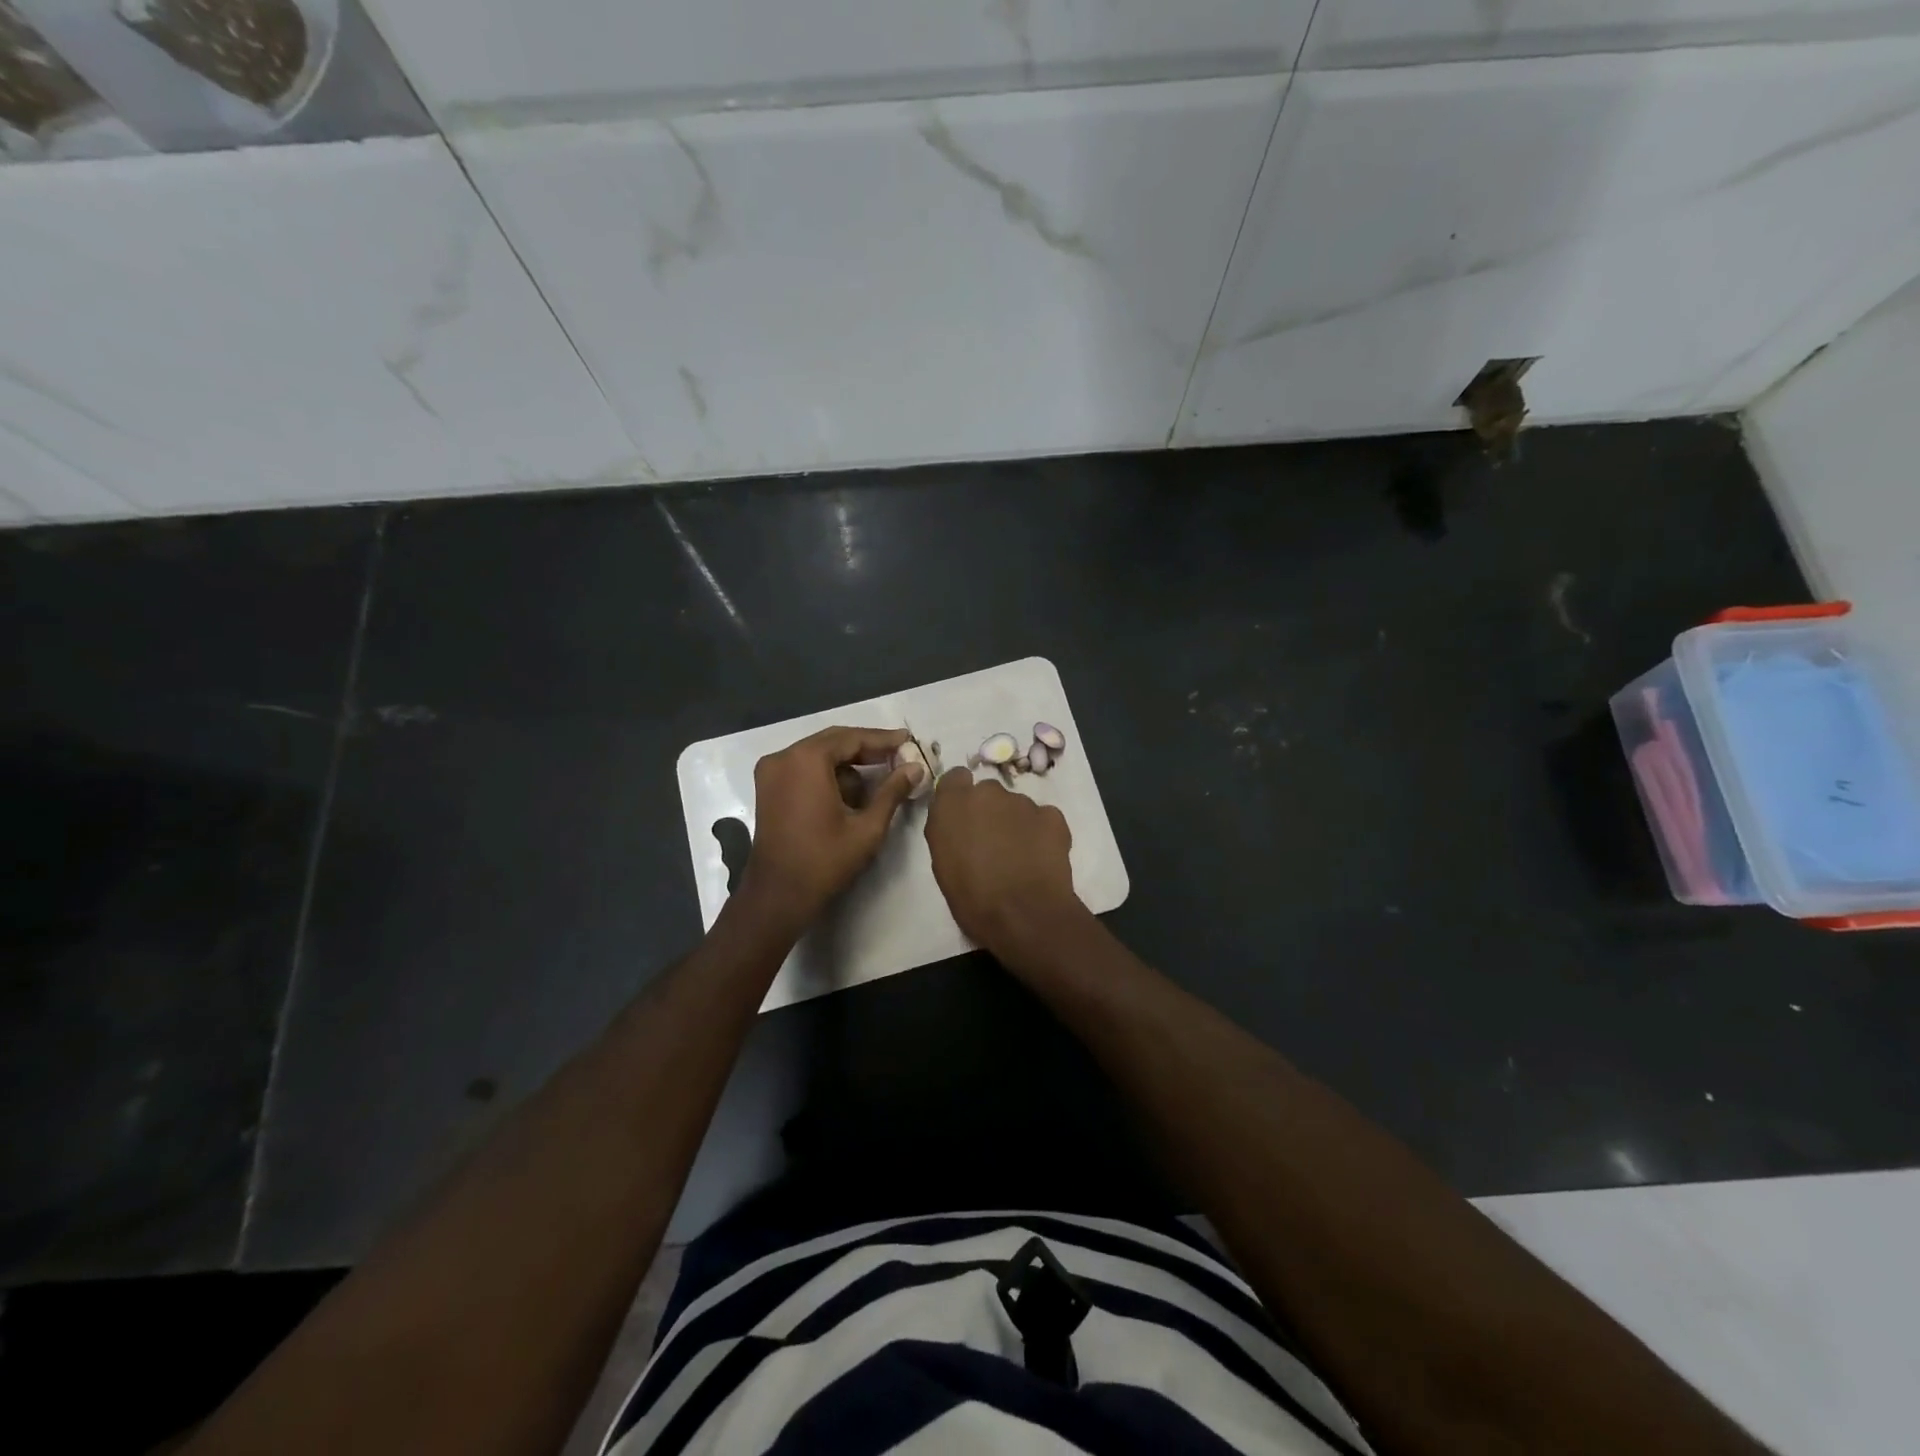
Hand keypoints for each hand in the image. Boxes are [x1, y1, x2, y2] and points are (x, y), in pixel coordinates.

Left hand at [738, 725, 924, 930]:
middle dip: (867, 748)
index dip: (883, 739)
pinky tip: (852, 790)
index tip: (908, 739)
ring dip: (849, 762)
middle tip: (899, 754)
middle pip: (833, 741)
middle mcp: (784, 756)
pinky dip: (828, 773)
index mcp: (806, 760)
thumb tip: (916, 768)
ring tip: (881, 775)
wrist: (778, 895)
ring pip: (818, 754)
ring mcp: (771, 771)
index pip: (852, 738)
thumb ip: (892, 791)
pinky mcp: (768, 787)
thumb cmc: (824, 860)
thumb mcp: (867, 827)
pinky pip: (804, 767)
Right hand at [924, 767, 1080, 960]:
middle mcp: (987, 793)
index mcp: (953, 805)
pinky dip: (1041, 833)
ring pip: (1017, 806)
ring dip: (1016, 824)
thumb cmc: (973, 899)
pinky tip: (1040, 859)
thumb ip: (948, 833)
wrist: (1025, 915)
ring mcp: (1023, 802)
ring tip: (1019, 858)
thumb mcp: (943, 865)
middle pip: (988, 793)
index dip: (961, 795)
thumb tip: (959, 825)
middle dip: (990, 812)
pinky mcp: (1052, 815)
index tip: (964, 816)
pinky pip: (1043, 818)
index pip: (955, 778)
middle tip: (992, 844)